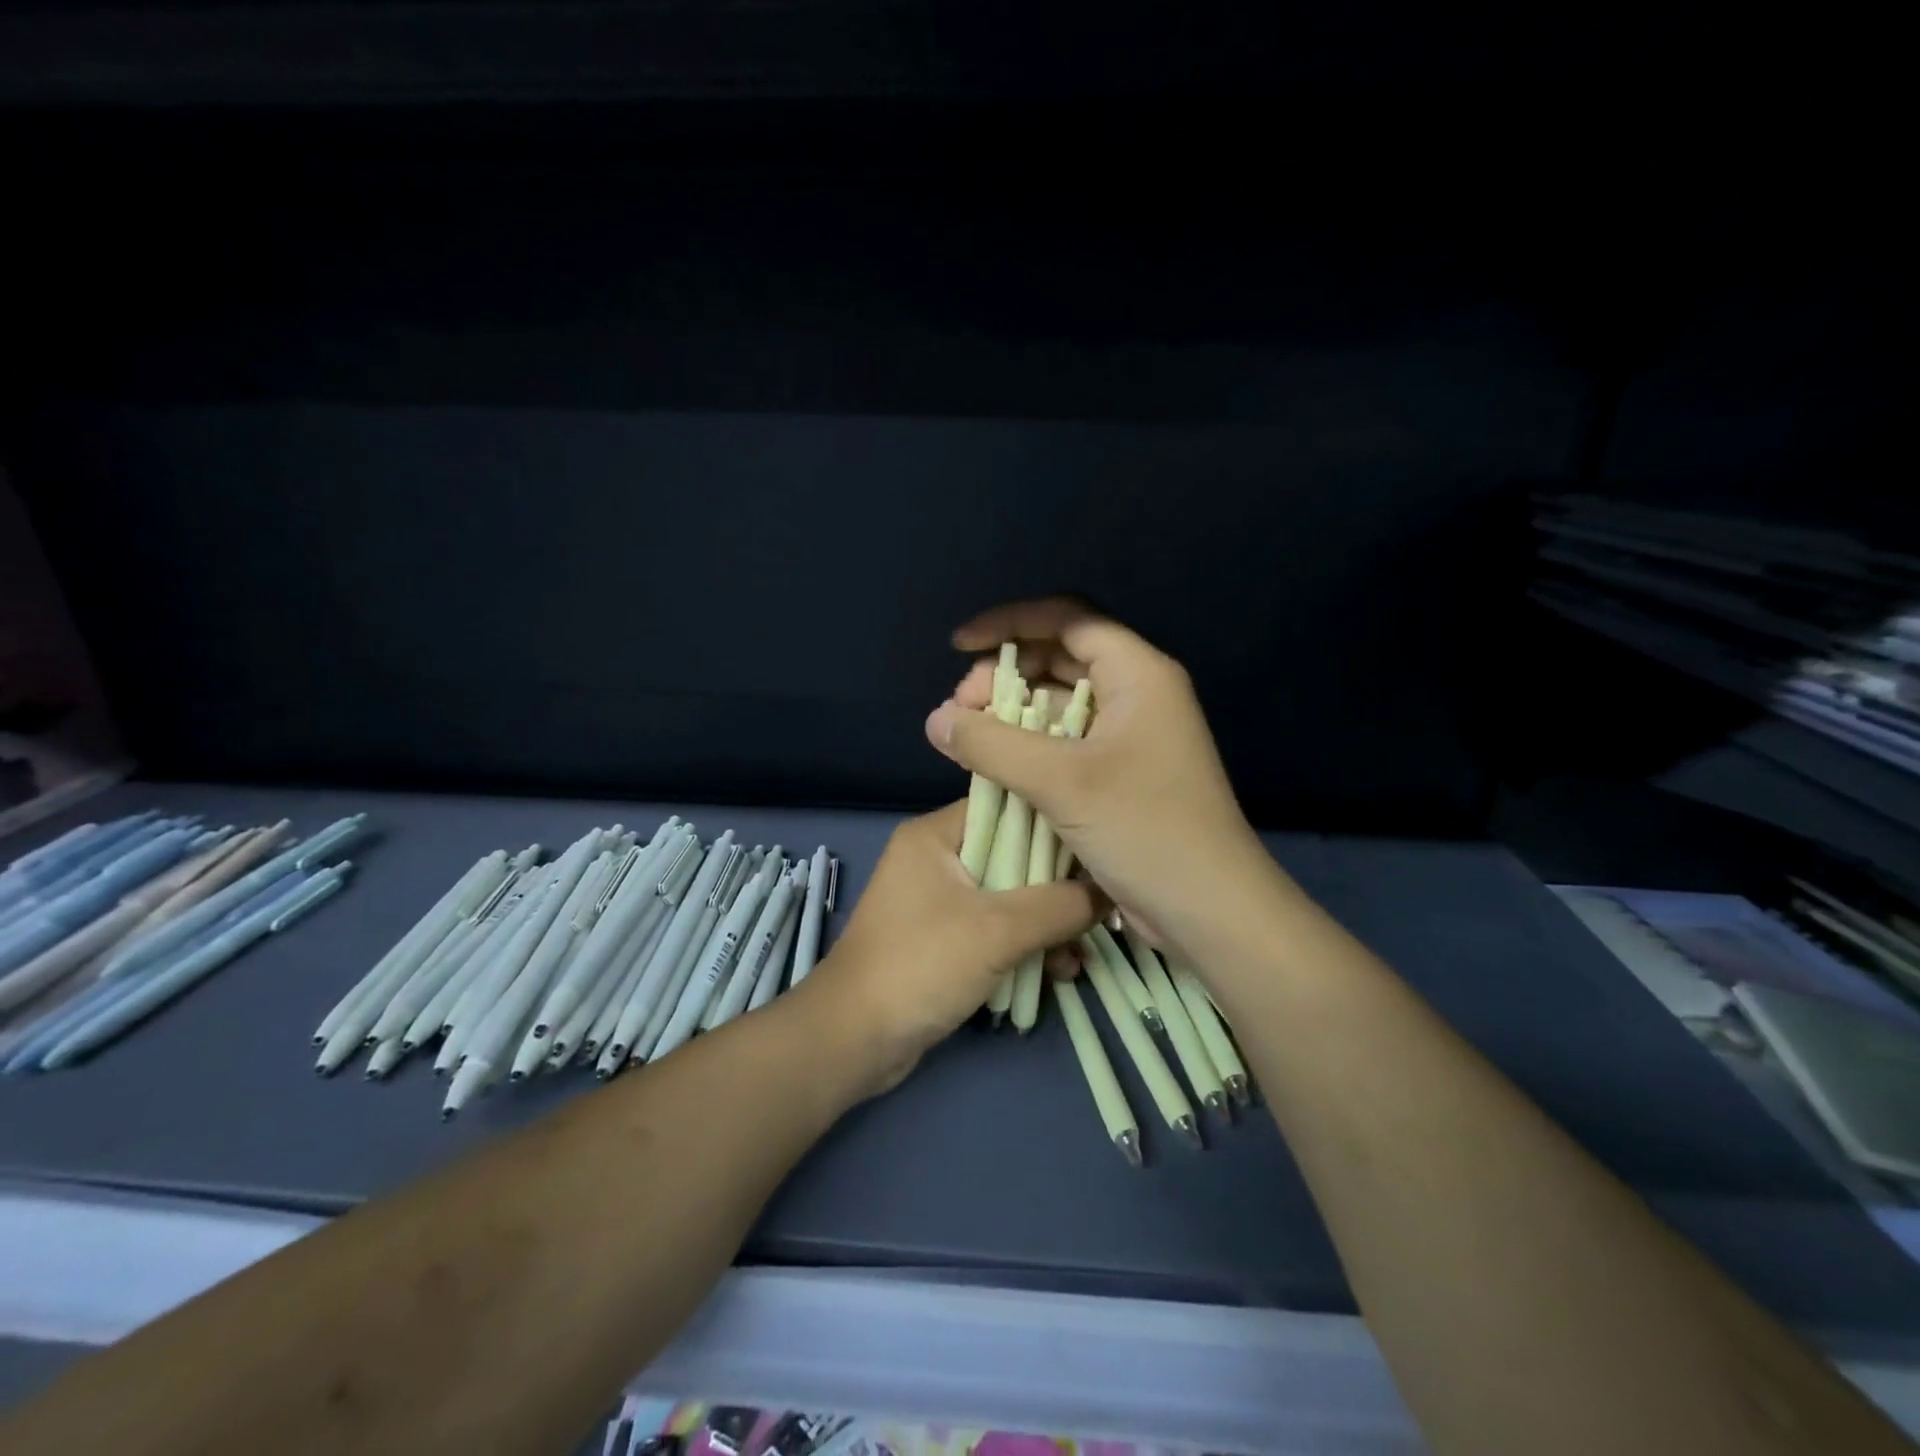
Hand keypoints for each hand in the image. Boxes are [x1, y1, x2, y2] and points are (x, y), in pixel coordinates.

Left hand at [799, 801, 1096, 1094]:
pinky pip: (995, 930)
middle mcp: (936, 858)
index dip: (1055, 822)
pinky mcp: (944, 939)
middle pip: (1013, 855)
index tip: (1100, 845)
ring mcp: (938, 901)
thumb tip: (1110, 891)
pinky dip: (1025, 946)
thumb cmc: (921, 965)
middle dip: (1059, 885)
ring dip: (1047, 924)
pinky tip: (1060, 972)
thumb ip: (1059, 905)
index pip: (1007, 806)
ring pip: (1009, 897)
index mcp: (936, 835)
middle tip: (1103, 907)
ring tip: (1083, 953)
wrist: (855, 1040)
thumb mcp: (998, 930)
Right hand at [924, 597, 1283, 967]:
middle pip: (1060, 658)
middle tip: (961, 709)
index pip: (1067, 618)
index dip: (1009, 622)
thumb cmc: (1145, 830)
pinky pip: (1066, 742)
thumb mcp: (1062, 781)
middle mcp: (1136, 694)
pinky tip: (995, 764)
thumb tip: (936, 720)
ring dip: (1013, 713)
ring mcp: (1130, 736)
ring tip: (968, 739)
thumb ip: (992, 744)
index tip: (959, 645)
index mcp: (1137, 674)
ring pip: (1060, 704)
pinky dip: (1029, 745)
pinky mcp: (1121, 773)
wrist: (1210, 910)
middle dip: (1006, 675)